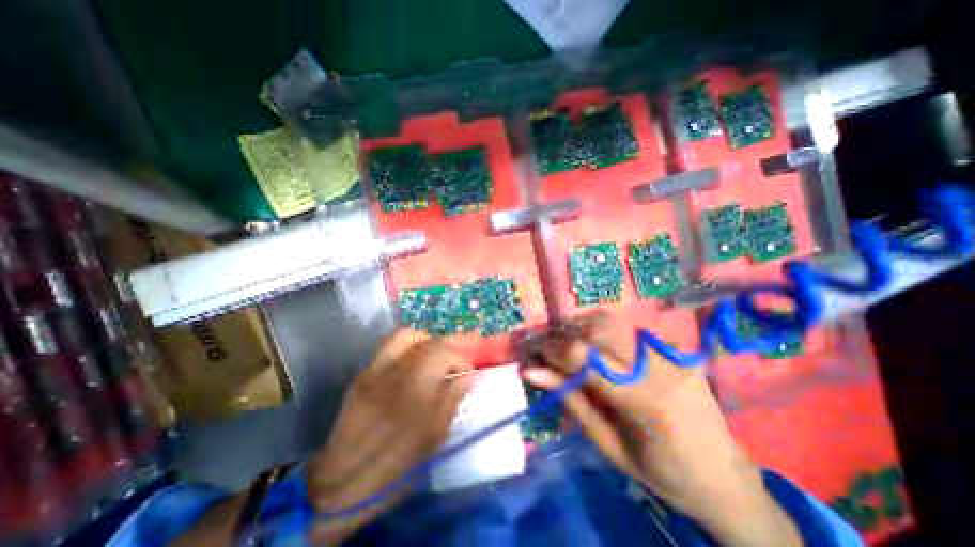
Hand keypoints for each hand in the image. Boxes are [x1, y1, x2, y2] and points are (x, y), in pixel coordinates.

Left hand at [303, 329, 472, 542]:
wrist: (340, 482)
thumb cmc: (395, 462)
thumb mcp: (435, 435)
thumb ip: (453, 398)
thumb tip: (469, 376)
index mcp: (413, 387)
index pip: (442, 351)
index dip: (460, 357)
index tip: (468, 370)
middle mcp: (392, 370)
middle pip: (424, 338)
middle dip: (447, 341)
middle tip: (461, 346)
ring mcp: (373, 369)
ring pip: (404, 337)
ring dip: (426, 341)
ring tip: (437, 352)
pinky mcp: (362, 375)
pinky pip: (388, 347)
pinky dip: (408, 348)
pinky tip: (414, 362)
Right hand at [526, 313, 799, 545]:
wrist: (725, 478)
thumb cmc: (660, 472)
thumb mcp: (607, 443)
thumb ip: (571, 400)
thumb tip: (534, 372)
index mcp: (642, 400)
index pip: (584, 357)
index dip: (553, 348)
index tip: (535, 349)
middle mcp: (659, 367)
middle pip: (598, 330)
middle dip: (567, 333)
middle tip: (551, 345)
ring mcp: (672, 353)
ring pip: (614, 323)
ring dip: (584, 329)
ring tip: (572, 344)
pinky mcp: (678, 349)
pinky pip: (631, 330)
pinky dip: (607, 332)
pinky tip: (600, 346)